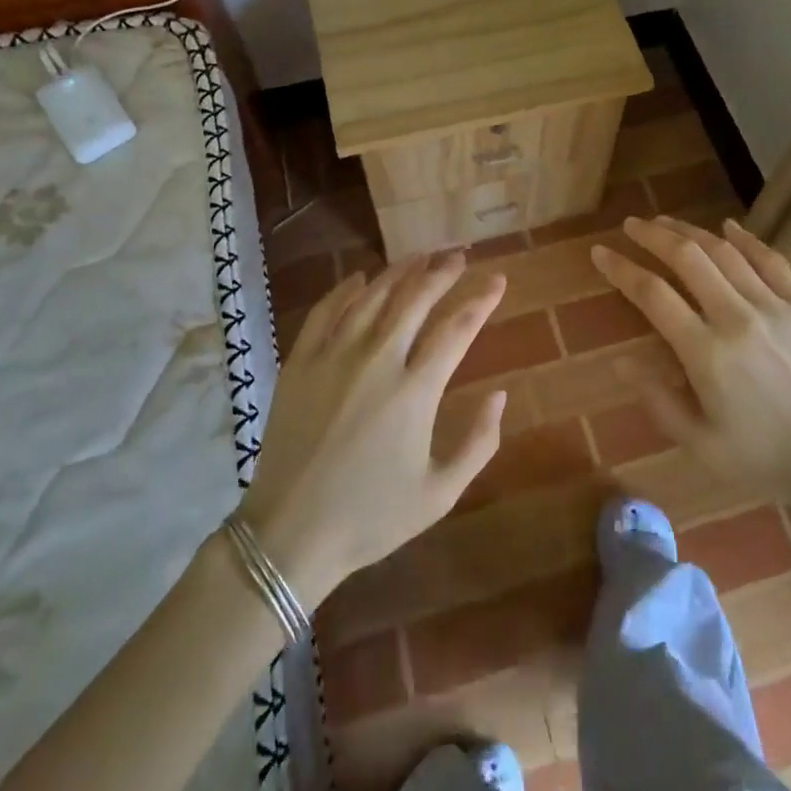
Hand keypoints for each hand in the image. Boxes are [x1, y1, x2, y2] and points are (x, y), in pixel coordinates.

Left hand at [237, 252, 507, 608]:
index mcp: (415, 391)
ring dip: (400, 271)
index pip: (457, 328)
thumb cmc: (371, 517)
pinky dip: (346, 289)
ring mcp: (333, 356)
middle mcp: (377, 360)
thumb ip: (479, 442)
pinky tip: (361, 278)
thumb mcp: (440, 493)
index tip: (498, 280)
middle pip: (415, 299)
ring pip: (373, 296)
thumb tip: (501, 395)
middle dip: (442, 271)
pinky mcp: (300, 362)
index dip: (481, 300)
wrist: (289, 534)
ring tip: (420, 256)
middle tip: (459, 256)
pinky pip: (326, 310)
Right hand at [591, 215, 790, 513]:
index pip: (652, 294)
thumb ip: (658, 401)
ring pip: (724, 252)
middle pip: (687, 258)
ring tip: (666, 221)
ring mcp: (775, 307)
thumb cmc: (767, 460)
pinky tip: (727, 226)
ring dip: (690, 231)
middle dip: (653, 235)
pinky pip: (771, 260)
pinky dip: (745, 239)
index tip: (600, 252)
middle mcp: (737, 317)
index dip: (622, 269)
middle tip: (632, 225)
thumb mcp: (702, 445)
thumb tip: (621, 361)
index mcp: (706, 353)